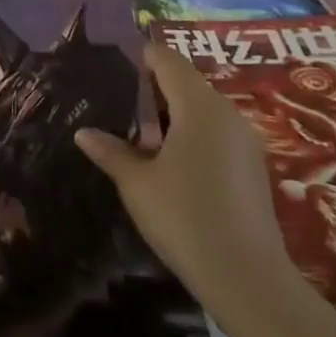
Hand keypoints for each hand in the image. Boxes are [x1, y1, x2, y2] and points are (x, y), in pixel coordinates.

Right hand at [74, 45, 295, 309]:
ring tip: (136, 132)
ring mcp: (244, 141)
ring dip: (170, 113)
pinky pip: (215, 132)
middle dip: (151, 88)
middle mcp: (226, 114)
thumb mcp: (136, 183)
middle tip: (115, 101)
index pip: (167, 59)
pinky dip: (190, 134)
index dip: (140, 56)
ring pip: (201, 108)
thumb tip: (83, 133)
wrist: (247, 280)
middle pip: (185, 82)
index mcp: (198, 106)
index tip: (112, 65)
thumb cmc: (184, 217)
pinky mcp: (252, 167)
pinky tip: (167, 160)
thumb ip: (110, 151)